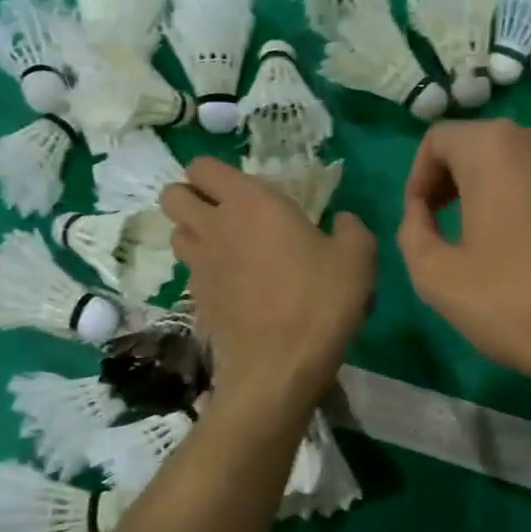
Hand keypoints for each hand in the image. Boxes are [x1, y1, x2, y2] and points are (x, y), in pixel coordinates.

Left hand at [160, 158, 374, 408]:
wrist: (281, 365)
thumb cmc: (320, 299)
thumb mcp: (357, 257)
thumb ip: (351, 230)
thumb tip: (343, 221)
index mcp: (249, 202)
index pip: (202, 166)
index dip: (214, 174)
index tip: (243, 190)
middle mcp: (213, 227)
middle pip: (173, 195)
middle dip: (191, 198)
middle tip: (226, 214)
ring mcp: (199, 266)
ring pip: (176, 234)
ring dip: (194, 234)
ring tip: (227, 248)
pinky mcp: (196, 301)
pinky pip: (191, 274)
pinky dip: (205, 273)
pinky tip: (235, 288)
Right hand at [397, 121, 530, 402]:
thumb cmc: (516, 305)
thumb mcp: (436, 277)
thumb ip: (412, 231)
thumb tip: (421, 211)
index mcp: (495, 149)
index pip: (438, 140)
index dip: (418, 178)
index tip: (420, 220)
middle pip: (479, 145)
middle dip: (453, 181)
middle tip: (444, 228)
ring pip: (517, 159)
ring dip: (491, 188)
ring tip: (487, 238)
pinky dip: (529, 197)